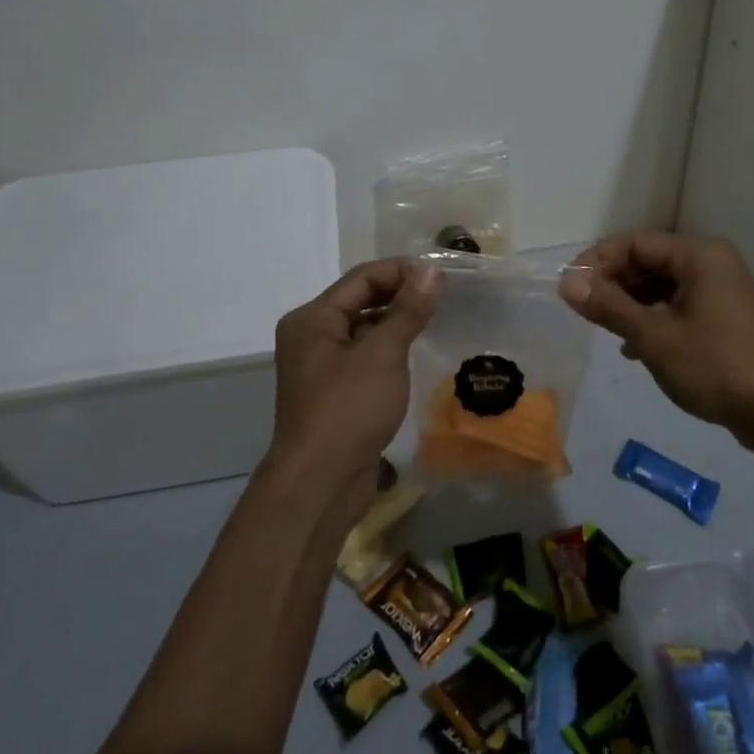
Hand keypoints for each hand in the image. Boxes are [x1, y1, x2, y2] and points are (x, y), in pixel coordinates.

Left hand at [269, 257, 441, 509]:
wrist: (319, 484)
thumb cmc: (348, 409)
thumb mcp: (383, 354)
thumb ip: (408, 309)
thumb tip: (431, 269)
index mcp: (312, 319)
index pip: (362, 277)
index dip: (401, 271)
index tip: (441, 276)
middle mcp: (310, 336)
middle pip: (360, 300)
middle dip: (400, 295)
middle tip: (443, 297)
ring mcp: (320, 367)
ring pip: (363, 330)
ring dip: (396, 323)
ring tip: (435, 321)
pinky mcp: (333, 393)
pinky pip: (364, 357)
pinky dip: (388, 350)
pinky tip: (414, 355)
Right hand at [559, 231, 753, 454]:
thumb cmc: (716, 367)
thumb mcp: (654, 338)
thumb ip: (609, 307)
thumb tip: (567, 283)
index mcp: (698, 255)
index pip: (634, 242)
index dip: (597, 261)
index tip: (569, 288)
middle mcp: (711, 262)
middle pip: (648, 260)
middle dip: (613, 282)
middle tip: (583, 310)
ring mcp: (721, 289)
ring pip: (662, 284)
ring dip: (630, 302)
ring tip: (605, 328)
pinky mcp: (725, 316)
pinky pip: (678, 303)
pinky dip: (653, 317)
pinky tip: (634, 346)